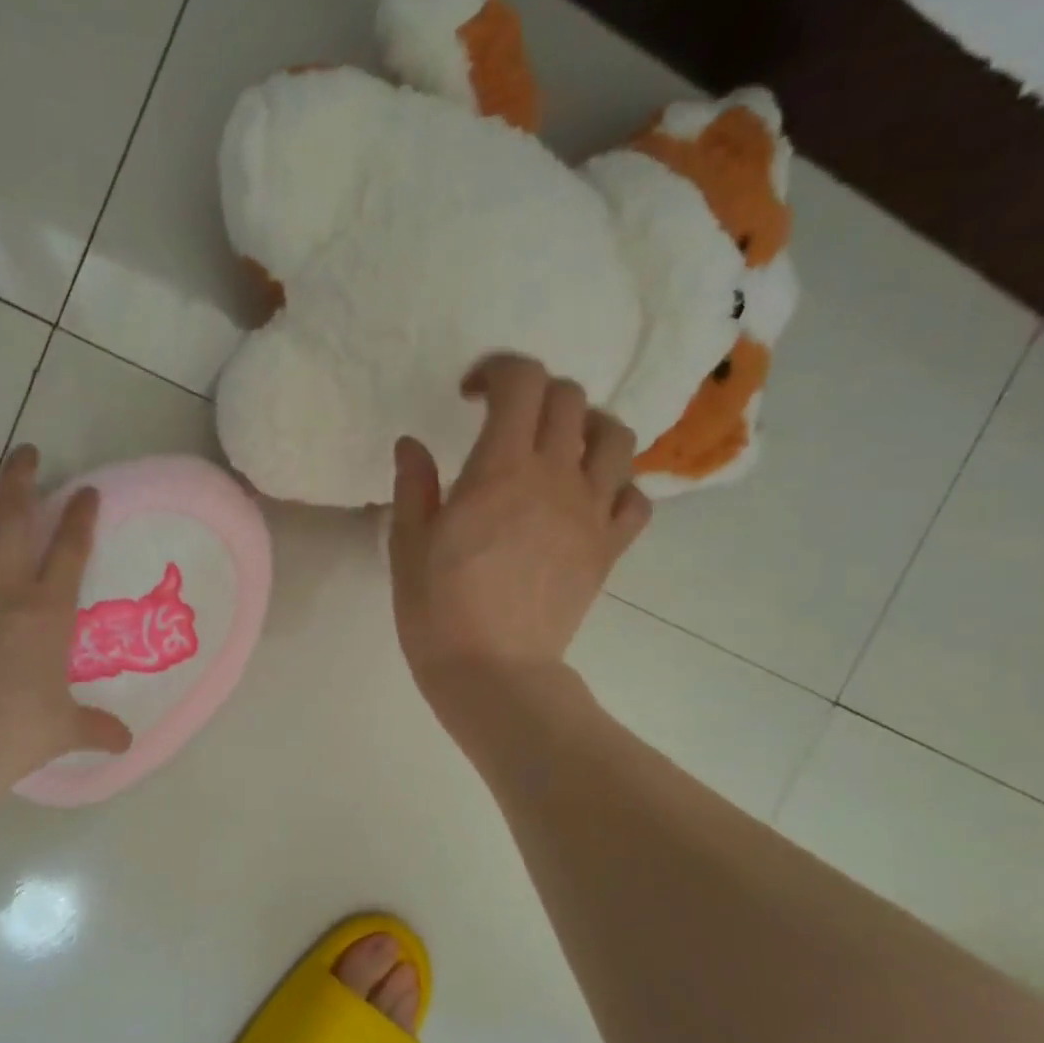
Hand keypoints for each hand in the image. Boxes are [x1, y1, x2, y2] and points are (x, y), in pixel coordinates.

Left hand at [0, 439, 131, 800]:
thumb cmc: (13, 729)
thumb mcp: (62, 730)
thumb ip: (93, 728)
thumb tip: (124, 743)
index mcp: (44, 611)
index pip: (69, 552)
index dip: (80, 518)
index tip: (85, 489)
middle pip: (10, 520)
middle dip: (20, 481)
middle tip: (23, 450)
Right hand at [389, 354, 651, 699]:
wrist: (493, 672)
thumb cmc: (438, 610)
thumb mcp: (408, 544)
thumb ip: (414, 485)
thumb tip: (411, 443)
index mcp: (500, 469)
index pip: (522, 382)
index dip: (499, 370)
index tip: (470, 396)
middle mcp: (555, 477)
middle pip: (569, 399)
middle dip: (535, 394)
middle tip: (505, 422)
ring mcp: (590, 512)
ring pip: (615, 437)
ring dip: (586, 427)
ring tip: (558, 449)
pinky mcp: (608, 548)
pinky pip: (635, 497)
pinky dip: (616, 485)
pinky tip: (587, 498)